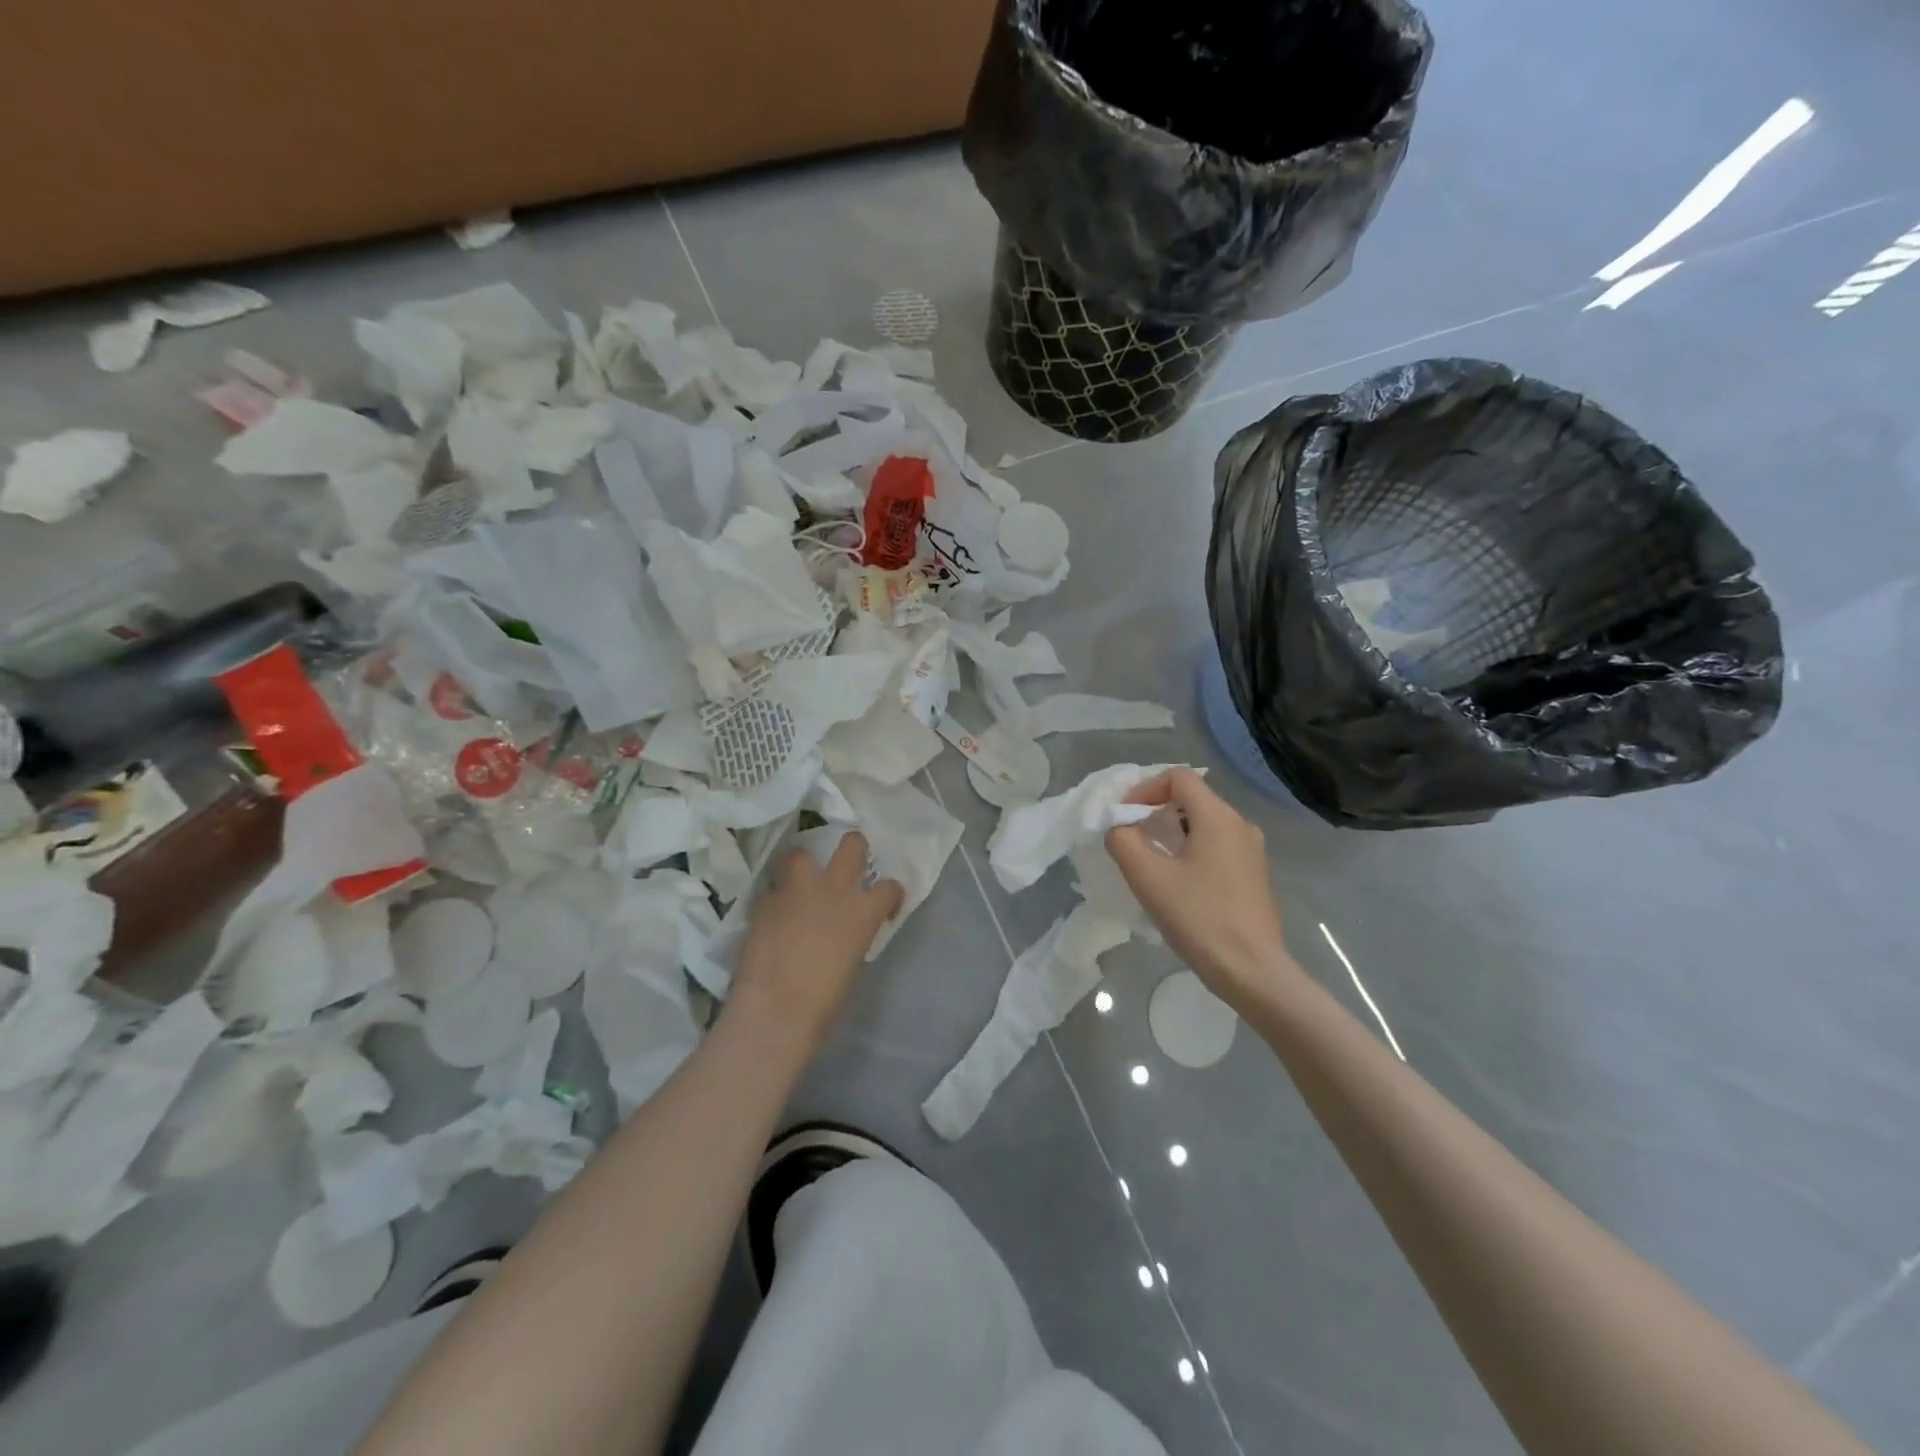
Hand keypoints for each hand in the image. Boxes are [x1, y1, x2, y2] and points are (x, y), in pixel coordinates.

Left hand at [730, 832, 903, 1048]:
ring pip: (800, 853)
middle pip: (852, 844)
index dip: (890, 894)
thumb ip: (852, 934)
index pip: (889, 887)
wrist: (776, 1008)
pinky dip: (775, 900)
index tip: (885, 906)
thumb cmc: (825, 1000)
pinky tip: (772, 917)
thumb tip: (844, 931)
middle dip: (853, 849)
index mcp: (863, 910)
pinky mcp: (764, 901)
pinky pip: (772, 890)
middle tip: (846, 867)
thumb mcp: (853, 961)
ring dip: (802, 865)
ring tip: (800, 883)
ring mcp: (796, 890)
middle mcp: (833, 889)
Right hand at [1105, 769, 1298, 1012]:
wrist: (1252, 971)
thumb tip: (1118, 827)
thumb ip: (1123, 842)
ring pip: (1205, 823)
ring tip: (1150, 859)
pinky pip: (1218, 845)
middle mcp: (1240, 825)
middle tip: (1130, 836)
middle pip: (1192, 798)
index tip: (1123, 816)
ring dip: (1173, 831)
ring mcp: (1252, 850)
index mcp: (1218, 817)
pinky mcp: (1255, 874)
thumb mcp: (1149, 878)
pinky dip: (1192, 849)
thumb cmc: (1199, 918)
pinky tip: (1178, 881)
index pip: (1178, 777)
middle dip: (1156, 809)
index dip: (1145, 788)